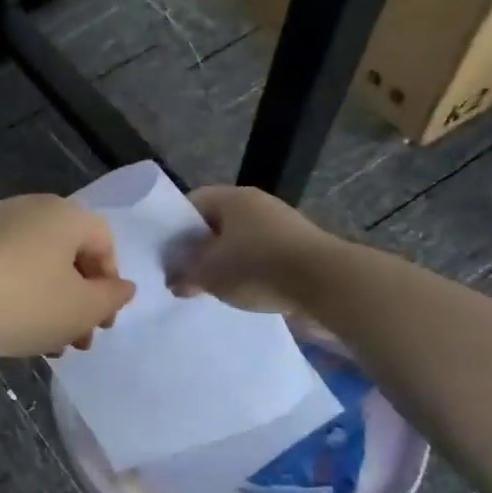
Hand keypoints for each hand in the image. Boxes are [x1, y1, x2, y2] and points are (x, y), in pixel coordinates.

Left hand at [0, 195, 136, 356]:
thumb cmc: (19, 300)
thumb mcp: (78, 309)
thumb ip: (110, 298)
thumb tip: (123, 287)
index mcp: (65, 215)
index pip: (104, 243)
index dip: (110, 286)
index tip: (100, 324)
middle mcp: (30, 209)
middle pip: (68, 255)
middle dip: (78, 302)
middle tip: (75, 342)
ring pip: (36, 266)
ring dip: (48, 305)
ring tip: (43, 345)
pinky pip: (3, 268)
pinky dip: (16, 296)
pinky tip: (8, 328)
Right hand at [168, 186, 334, 313]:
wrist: (326, 283)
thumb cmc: (258, 266)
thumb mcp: (209, 274)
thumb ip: (185, 274)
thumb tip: (173, 281)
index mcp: (232, 198)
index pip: (192, 203)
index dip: (174, 227)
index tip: (165, 254)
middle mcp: (258, 205)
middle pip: (217, 224)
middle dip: (199, 249)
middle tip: (184, 274)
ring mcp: (282, 226)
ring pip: (240, 242)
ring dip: (225, 263)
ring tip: (210, 289)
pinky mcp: (299, 250)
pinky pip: (262, 258)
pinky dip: (249, 273)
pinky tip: (241, 294)